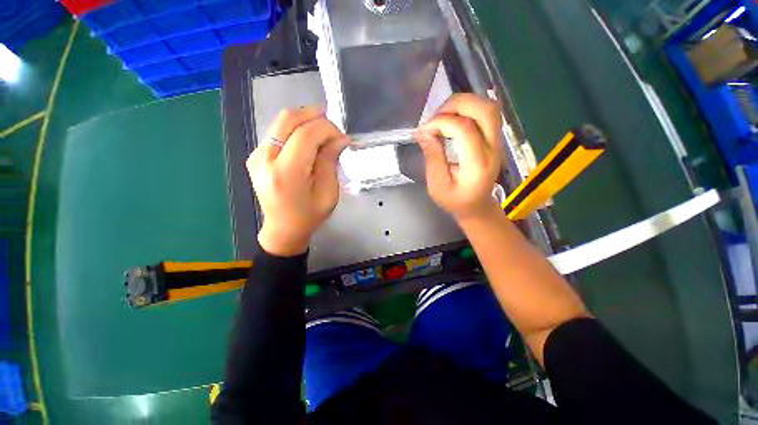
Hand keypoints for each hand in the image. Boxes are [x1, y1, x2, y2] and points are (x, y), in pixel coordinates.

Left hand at [247, 108, 349, 255]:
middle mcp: (265, 159)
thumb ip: (330, 162)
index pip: (306, 134)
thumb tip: (341, 139)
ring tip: (324, 133)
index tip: (343, 137)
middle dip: (315, 116)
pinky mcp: (256, 155)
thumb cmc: (309, 216)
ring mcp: (257, 155)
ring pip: (282, 122)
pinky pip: (278, 132)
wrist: (283, 229)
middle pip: (289, 119)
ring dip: (306, 121)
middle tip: (334, 126)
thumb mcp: (328, 193)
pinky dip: (297, 130)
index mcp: (286, 173)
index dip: (328, 129)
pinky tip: (310, 141)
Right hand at [414, 94, 503, 221]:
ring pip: (489, 107)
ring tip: (442, 117)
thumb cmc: (455, 200)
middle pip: (485, 110)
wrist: (477, 206)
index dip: (441, 122)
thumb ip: (432, 157)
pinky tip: (452, 120)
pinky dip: (467, 109)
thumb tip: (422, 132)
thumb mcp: (437, 185)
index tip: (423, 130)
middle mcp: (493, 149)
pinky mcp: (494, 139)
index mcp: (478, 165)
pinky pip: (486, 113)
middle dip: (456, 105)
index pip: (465, 129)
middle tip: (435, 117)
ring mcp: (497, 142)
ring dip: (463, 104)